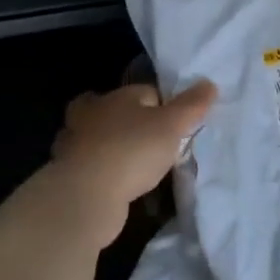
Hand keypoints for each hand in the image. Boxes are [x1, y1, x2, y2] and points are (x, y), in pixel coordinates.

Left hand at [48, 81, 218, 245]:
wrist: (86, 196)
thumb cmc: (132, 150)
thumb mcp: (171, 125)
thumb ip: (191, 105)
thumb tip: (209, 83)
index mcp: (115, 96)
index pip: (146, 92)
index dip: (164, 107)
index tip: (178, 127)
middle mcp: (90, 115)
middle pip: (115, 112)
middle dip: (131, 124)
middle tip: (153, 142)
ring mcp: (75, 146)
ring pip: (101, 141)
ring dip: (115, 150)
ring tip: (139, 168)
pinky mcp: (69, 175)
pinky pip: (94, 168)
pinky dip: (106, 174)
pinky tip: (122, 187)